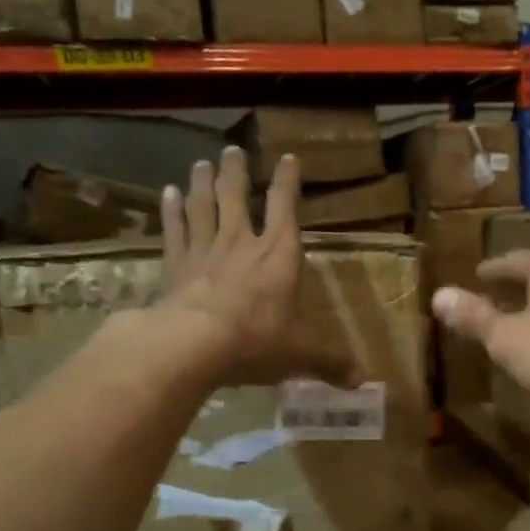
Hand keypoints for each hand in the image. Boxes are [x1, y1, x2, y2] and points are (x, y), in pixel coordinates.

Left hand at [155, 147, 355, 387]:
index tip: (289, 158)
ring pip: (202, 206)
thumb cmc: (255, 340)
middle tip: (232, 151)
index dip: (288, 181)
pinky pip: (173, 229)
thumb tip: (363, 380)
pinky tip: (166, 194)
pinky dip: (170, 210)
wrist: (190, 344)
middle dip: (237, 172)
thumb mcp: (301, 354)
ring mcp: (203, 250)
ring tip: (202, 163)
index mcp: (278, 254)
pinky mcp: (173, 265)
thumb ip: (330, 362)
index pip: (285, 206)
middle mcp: (241, 242)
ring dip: (202, 183)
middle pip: (236, 196)